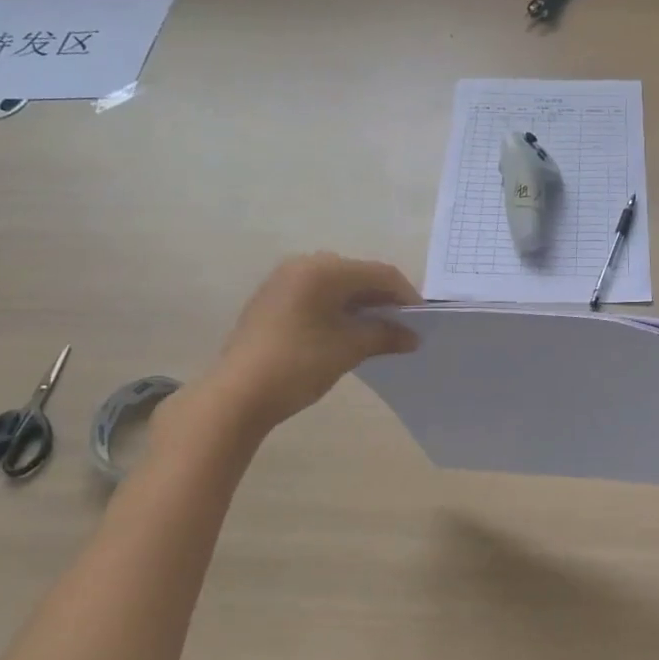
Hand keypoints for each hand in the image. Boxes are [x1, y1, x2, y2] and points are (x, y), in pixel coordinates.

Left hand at [177, 253, 419, 439]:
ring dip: (360, 305)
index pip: (378, 273)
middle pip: (357, 275)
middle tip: (401, 326)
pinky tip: (346, 333)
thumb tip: (412, 337)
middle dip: (383, 299)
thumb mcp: (348, 349)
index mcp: (323, 269)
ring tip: (377, 332)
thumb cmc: (298, 364)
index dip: (405, 294)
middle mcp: (303, 265)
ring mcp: (283, 281)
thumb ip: (384, 335)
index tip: (422, 320)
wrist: (236, 395)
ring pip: (336, 285)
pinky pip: (316, 295)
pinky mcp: (271, 300)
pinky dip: (337, 309)